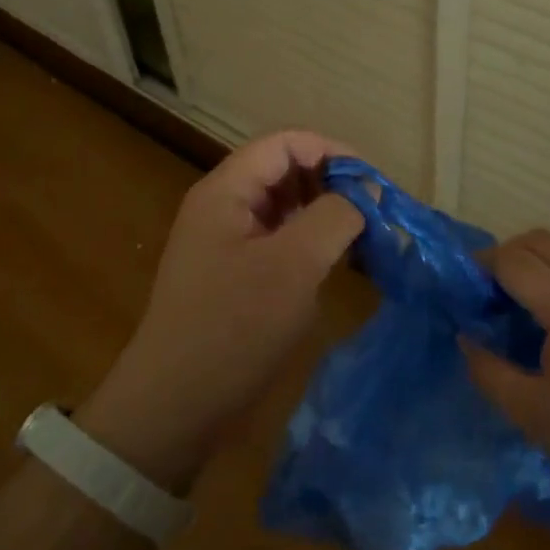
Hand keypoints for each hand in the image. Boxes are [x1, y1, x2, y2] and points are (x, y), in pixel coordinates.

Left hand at [79, 131, 362, 490]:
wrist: (175, 405)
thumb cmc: (234, 327)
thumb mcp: (294, 265)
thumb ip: (335, 217)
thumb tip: (365, 195)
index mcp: (226, 190)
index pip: (286, 143)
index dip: (333, 152)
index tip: (373, 184)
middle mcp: (223, 206)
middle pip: (285, 170)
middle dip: (332, 183)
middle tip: (374, 212)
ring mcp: (226, 241)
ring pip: (284, 206)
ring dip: (324, 213)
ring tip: (363, 236)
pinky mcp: (234, 273)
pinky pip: (278, 239)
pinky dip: (310, 242)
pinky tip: (336, 263)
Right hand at [461, 229, 549, 515]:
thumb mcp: (534, 415)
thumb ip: (489, 372)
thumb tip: (466, 338)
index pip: (513, 261)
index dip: (482, 267)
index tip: (464, 288)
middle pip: (541, 240)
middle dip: (507, 255)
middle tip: (489, 292)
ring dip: (538, 260)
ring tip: (523, 301)